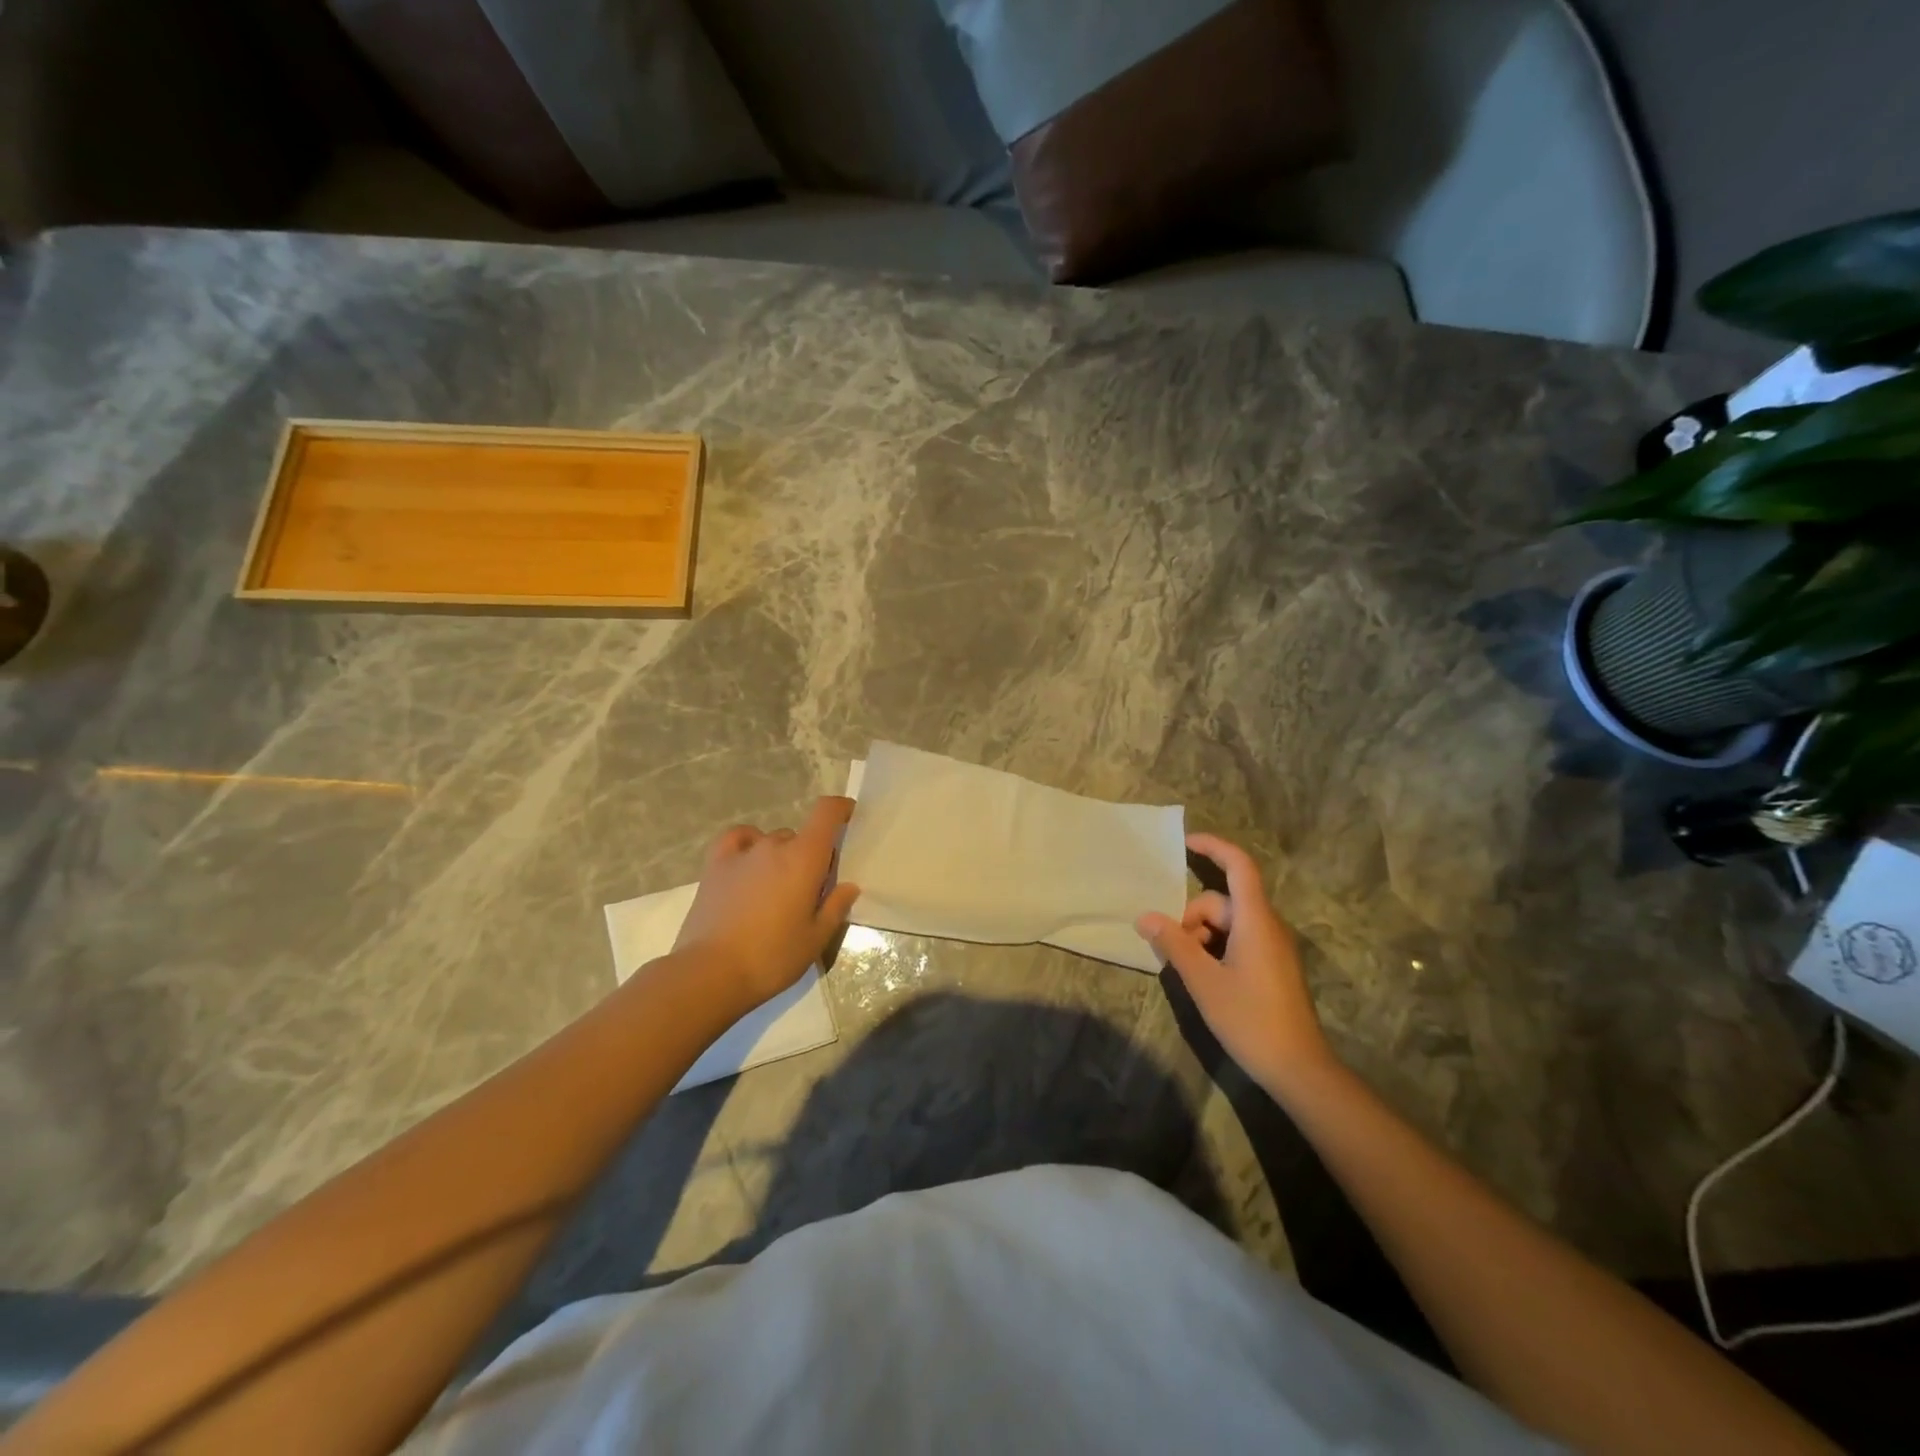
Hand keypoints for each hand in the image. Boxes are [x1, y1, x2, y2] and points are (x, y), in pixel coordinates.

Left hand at [672, 797, 860, 1009]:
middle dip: (810, 855)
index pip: (826, 812)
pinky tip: (748, 861)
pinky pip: (736, 839)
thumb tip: (849, 885)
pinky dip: (747, 843)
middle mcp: (774, 846)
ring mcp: (742, 853)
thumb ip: (835, 907)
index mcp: (805, 859)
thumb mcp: (815, 939)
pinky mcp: (715, 866)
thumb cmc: (772, 957)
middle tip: (809, 889)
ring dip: (780, 856)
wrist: (710, 973)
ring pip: (771, 841)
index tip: (850, 816)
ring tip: (776, 887)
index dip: (841, 808)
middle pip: (800, 836)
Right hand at [1135, 832, 1334, 1095]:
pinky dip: (1215, 947)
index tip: (1185, 843)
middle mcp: (1268, 926)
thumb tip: (1145, 916)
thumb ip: (1174, 944)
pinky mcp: (1273, 966)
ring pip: (1229, 923)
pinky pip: (1238, 940)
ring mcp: (1273, 947)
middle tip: (1172, 947)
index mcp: (1256, 921)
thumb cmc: (1251, 1019)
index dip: (1214, 847)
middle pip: (1224, 901)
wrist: (1299, 1069)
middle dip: (1192, 916)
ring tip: (1186, 967)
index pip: (1239, 866)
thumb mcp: (1203, 981)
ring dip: (1201, 935)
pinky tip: (1203, 976)